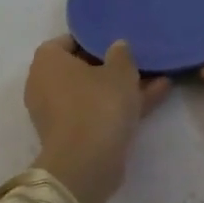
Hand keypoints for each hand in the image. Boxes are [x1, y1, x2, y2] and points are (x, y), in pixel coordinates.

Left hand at [24, 37, 170, 202]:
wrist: (87, 164)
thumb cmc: (99, 104)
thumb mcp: (120, 71)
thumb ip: (121, 53)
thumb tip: (117, 46)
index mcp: (48, 61)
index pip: (68, 40)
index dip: (94, 38)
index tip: (118, 39)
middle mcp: (45, 84)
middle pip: (82, 68)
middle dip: (112, 65)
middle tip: (139, 58)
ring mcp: (58, 113)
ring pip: (94, 92)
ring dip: (123, 87)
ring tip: (158, 76)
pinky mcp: (72, 136)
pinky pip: (98, 112)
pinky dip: (122, 106)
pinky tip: (158, 95)